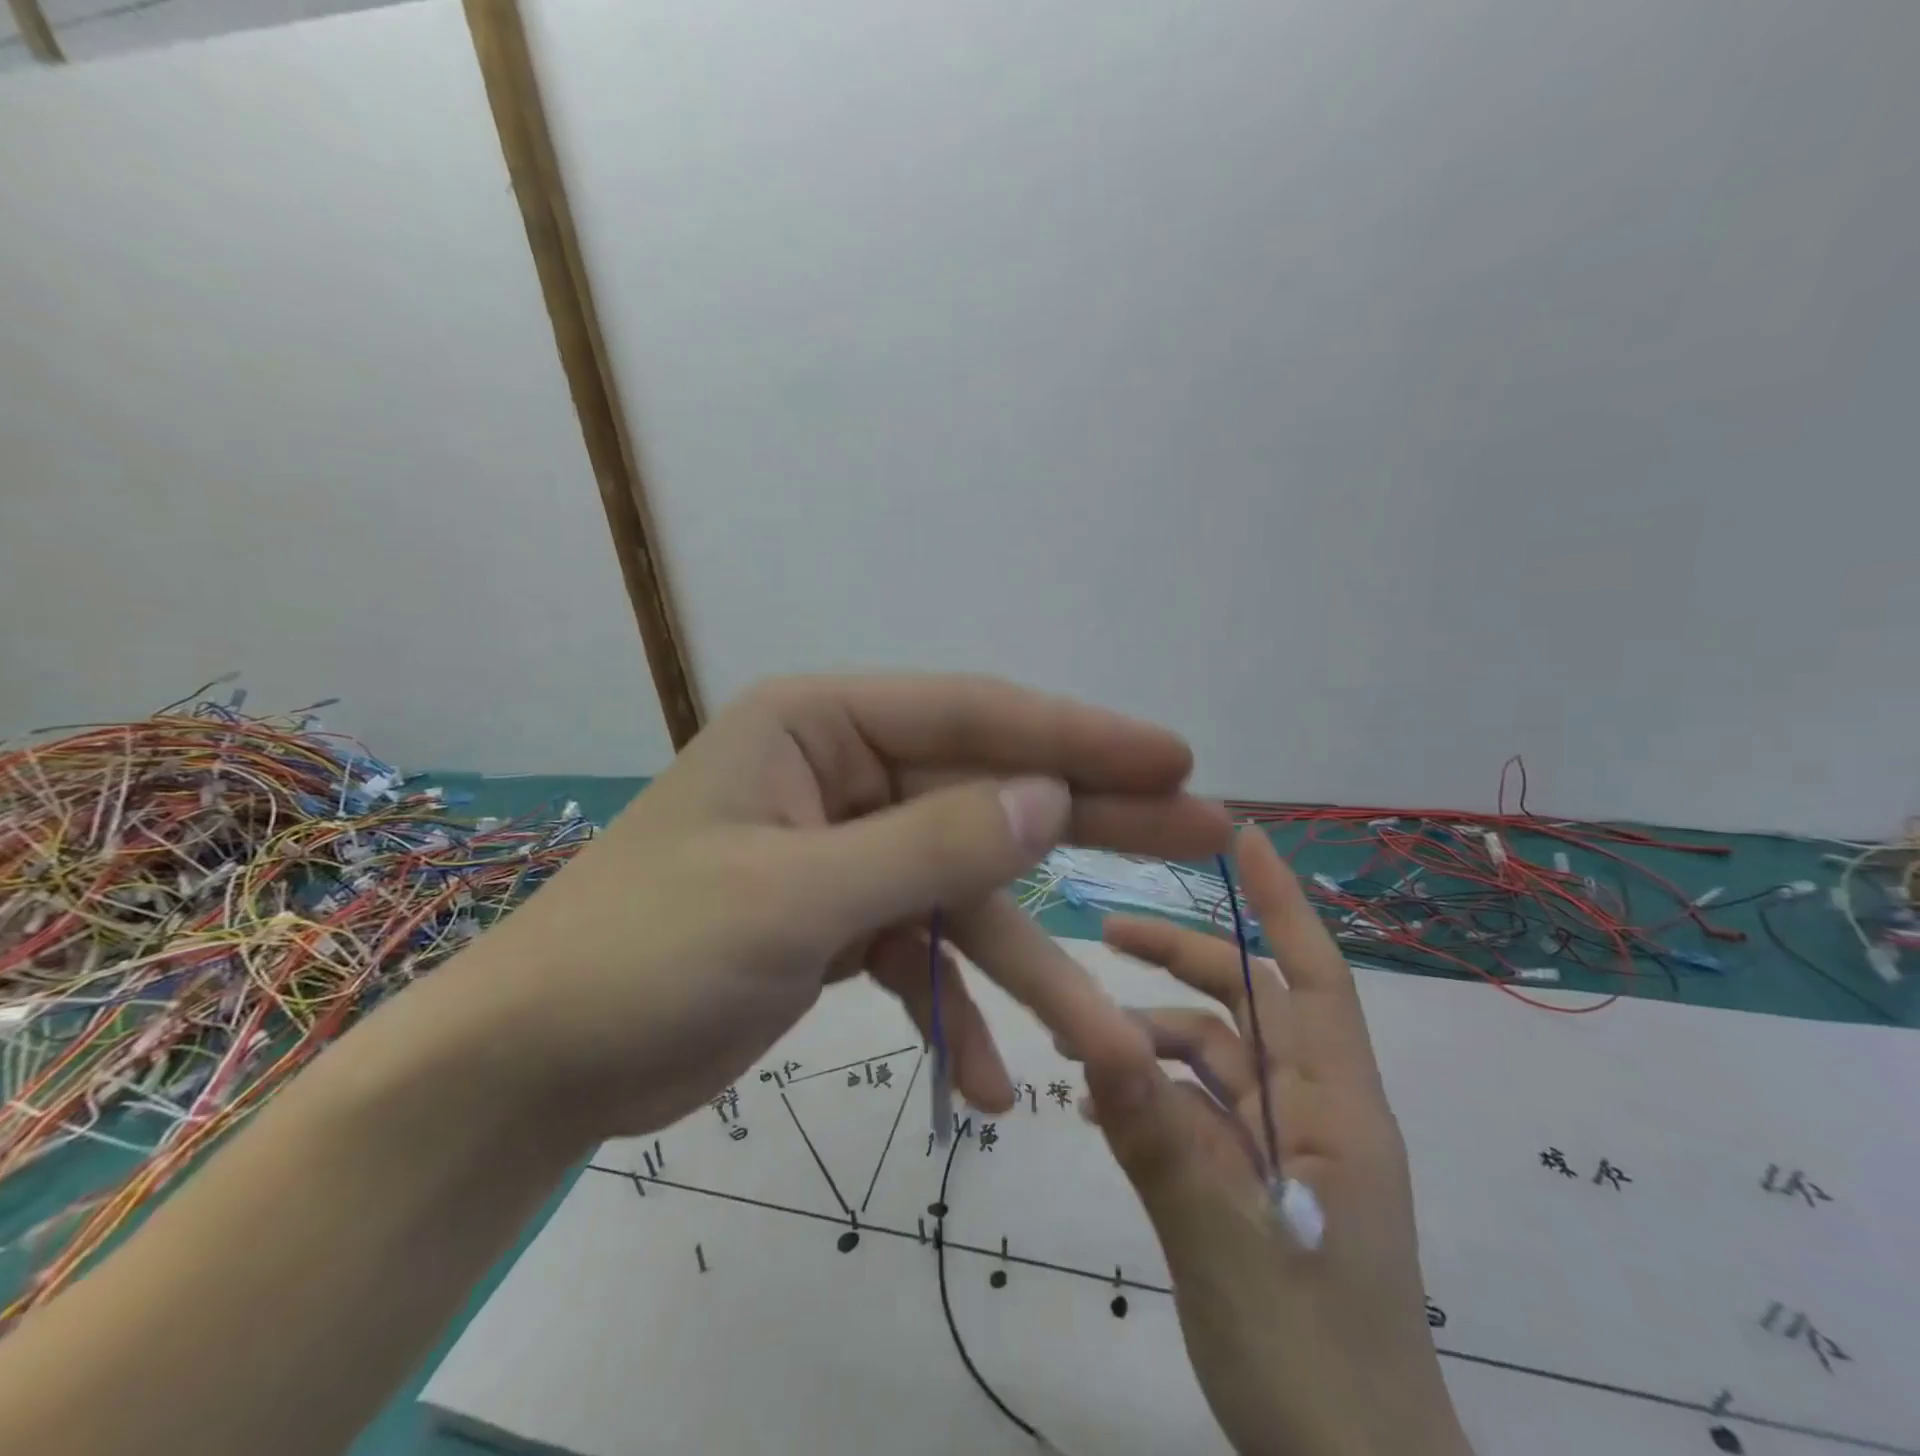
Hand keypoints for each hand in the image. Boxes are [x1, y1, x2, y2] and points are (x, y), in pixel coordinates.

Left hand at [450, 674, 1231, 1145]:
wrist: (540, 1062)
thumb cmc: (648, 955)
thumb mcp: (798, 895)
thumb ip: (932, 843)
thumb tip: (1051, 798)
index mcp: (821, 726)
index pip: (974, 716)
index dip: (1079, 737)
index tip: (1173, 759)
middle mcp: (843, 773)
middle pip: (990, 792)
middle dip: (1092, 822)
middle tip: (1201, 828)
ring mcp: (848, 850)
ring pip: (965, 895)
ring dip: (1025, 973)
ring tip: (1101, 1045)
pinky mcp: (842, 921)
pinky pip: (923, 955)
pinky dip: (955, 1013)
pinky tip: (985, 1082)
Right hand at [1084, 828, 1471, 1455]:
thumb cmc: (1315, 1369)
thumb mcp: (1224, 1247)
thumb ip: (1159, 1140)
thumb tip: (1094, 1037)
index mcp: (1336, 1109)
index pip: (1313, 977)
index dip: (1281, 902)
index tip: (1243, 837)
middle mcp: (1312, 1111)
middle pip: (1247, 1004)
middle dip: (1183, 960)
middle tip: (1108, 933)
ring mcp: (1281, 1148)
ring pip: (1212, 1057)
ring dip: (1150, 1039)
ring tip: (1077, 1044)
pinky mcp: (1250, 1182)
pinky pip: (1195, 1111)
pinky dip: (1149, 1095)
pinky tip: (1100, 1106)